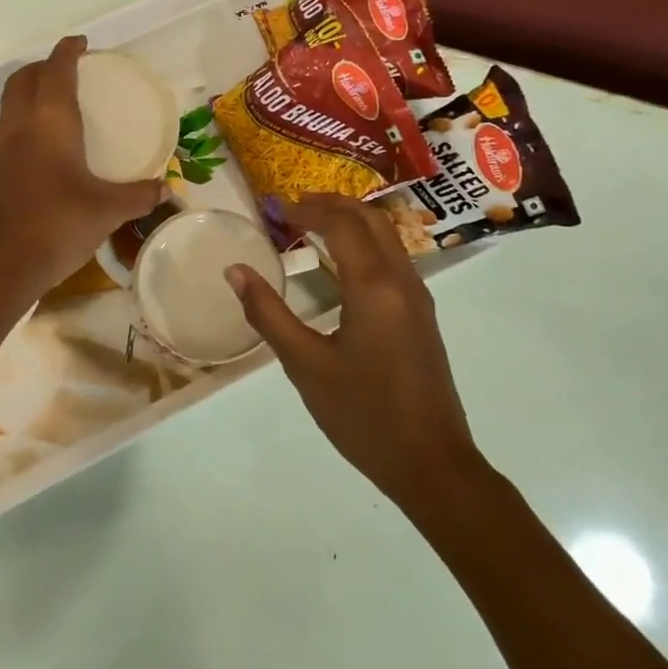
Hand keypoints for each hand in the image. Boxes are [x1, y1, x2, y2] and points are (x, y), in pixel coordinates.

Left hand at [0, 36, 168, 302]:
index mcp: (49, 123)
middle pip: (23, 79)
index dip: (68, 51)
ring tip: (56, 106)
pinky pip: (6, 132)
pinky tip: (42, 150)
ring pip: (10, 104)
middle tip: (68, 71)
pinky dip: (23, 123)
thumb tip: (166, 190)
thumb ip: (139, 195)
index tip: (81, 43)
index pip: (56, 70)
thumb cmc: (58, 226)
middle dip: (44, 67)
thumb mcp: (108, 210)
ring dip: (29, 93)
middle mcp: (18, 126)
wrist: (1, 267)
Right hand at [226, 194, 482, 510]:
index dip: (307, 209)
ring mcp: (418, 299)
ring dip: (352, 221)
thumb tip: (235, 270)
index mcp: (374, 286)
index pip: (341, 224)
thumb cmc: (363, 414)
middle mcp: (402, 281)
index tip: (275, 208)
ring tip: (314, 225)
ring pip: (388, 238)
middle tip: (295, 205)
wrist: (432, 464)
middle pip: (371, 220)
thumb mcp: (305, 365)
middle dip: (334, 204)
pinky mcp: (422, 318)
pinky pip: (394, 260)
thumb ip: (268, 313)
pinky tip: (342, 265)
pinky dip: (366, 244)